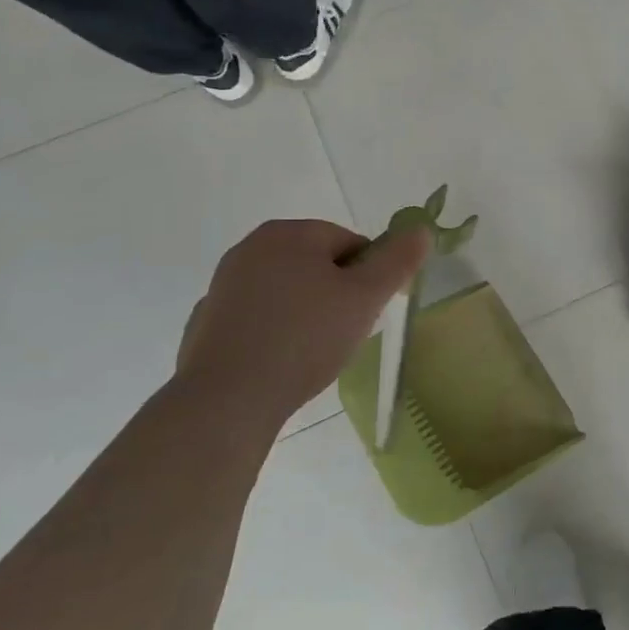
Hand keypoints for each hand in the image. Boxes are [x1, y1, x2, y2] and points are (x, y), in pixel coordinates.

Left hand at [175, 219, 429, 417]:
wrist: (227, 399)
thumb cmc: (304, 338)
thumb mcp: (365, 297)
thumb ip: (397, 260)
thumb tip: (421, 229)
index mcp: (288, 233)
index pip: (350, 243)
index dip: (368, 277)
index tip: (366, 311)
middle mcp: (250, 248)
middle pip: (317, 265)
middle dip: (337, 295)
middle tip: (345, 332)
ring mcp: (223, 286)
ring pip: (288, 292)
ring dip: (307, 314)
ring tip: (314, 352)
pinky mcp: (207, 322)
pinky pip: (259, 319)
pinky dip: (275, 333)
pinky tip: (281, 364)